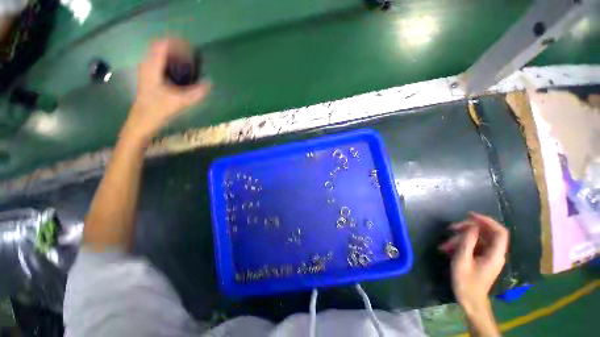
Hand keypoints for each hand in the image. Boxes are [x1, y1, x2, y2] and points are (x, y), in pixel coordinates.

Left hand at [123, 38, 210, 142]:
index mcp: (152, 67)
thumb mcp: (180, 101)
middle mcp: (147, 65)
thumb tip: (210, 83)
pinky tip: (179, 72)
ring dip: (172, 55)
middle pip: (160, 47)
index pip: (162, 45)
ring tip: (187, 62)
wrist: (142, 121)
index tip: (190, 48)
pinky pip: (159, 63)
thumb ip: (196, 92)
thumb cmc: (158, 110)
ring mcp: (146, 71)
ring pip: (159, 55)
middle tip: (191, 56)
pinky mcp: (148, 77)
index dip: (176, 43)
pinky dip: (169, 62)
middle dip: (176, 48)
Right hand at [439, 212, 508, 312]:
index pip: (500, 232)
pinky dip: (461, 244)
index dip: (487, 221)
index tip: (470, 215)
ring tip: (444, 244)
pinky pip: (473, 246)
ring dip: (460, 238)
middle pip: (486, 233)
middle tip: (451, 228)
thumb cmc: (466, 282)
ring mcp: (488, 256)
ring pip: (477, 239)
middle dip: (467, 229)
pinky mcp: (482, 259)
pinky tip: (448, 249)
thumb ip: (468, 242)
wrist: (470, 300)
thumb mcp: (463, 260)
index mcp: (495, 254)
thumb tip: (471, 225)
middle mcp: (495, 253)